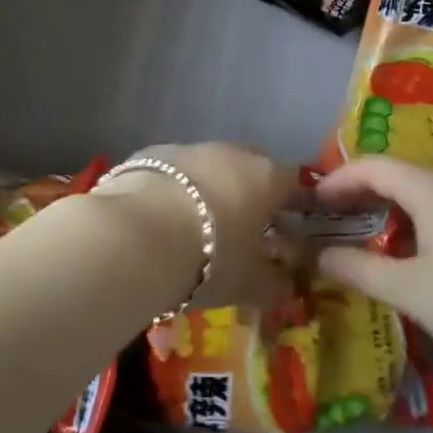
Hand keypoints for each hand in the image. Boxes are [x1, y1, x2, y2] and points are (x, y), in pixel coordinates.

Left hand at [96, 143, 301, 310]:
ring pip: (211, 167)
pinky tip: (163, 218)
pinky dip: (176, 190)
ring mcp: (190, 148)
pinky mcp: (152, 153)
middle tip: (244, 230)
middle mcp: (232, 152)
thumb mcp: (252, 284)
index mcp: (267, 176)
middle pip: (252, 168)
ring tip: (198, 227)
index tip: (290, 230)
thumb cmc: (211, 258)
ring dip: (211, 191)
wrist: (137, 234)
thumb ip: (276, 282)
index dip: (294, 206)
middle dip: (251, 194)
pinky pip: (175, 172)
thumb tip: (287, 282)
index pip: (295, 183)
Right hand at [312, 156, 432, 384]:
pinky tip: (409, 251)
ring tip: (361, 233)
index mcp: (429, 187)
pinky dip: (411, 218)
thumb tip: (320, 255)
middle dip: (358, 190)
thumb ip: (360, 269)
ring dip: (385, 206)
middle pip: (395, 173)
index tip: (310, 203)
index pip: (371, 165)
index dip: (337, 179)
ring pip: (419, 191)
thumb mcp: (412, 291)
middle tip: (328, 217)